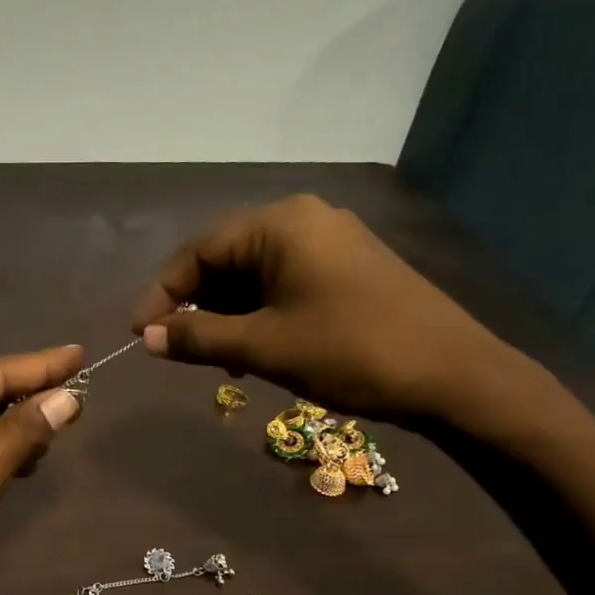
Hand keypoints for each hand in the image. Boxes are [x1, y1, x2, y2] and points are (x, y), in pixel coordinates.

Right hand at [130, 194, 525, 422]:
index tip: (140, 334)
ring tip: (218, 358)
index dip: (162, 293)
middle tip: (179, 349)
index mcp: (280, 224)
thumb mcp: (265, 347)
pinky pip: (284, 282)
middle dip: (196, 305)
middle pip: (225, 258)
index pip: (198, 251)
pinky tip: (256, 349)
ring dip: (227, 314)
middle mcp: (303, 220)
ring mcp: (330, 242)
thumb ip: (199, 338)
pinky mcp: (348, 268)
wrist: (453, 375)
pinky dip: (259, 313)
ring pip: (254, 273)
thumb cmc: (351, 352)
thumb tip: (149, 338)